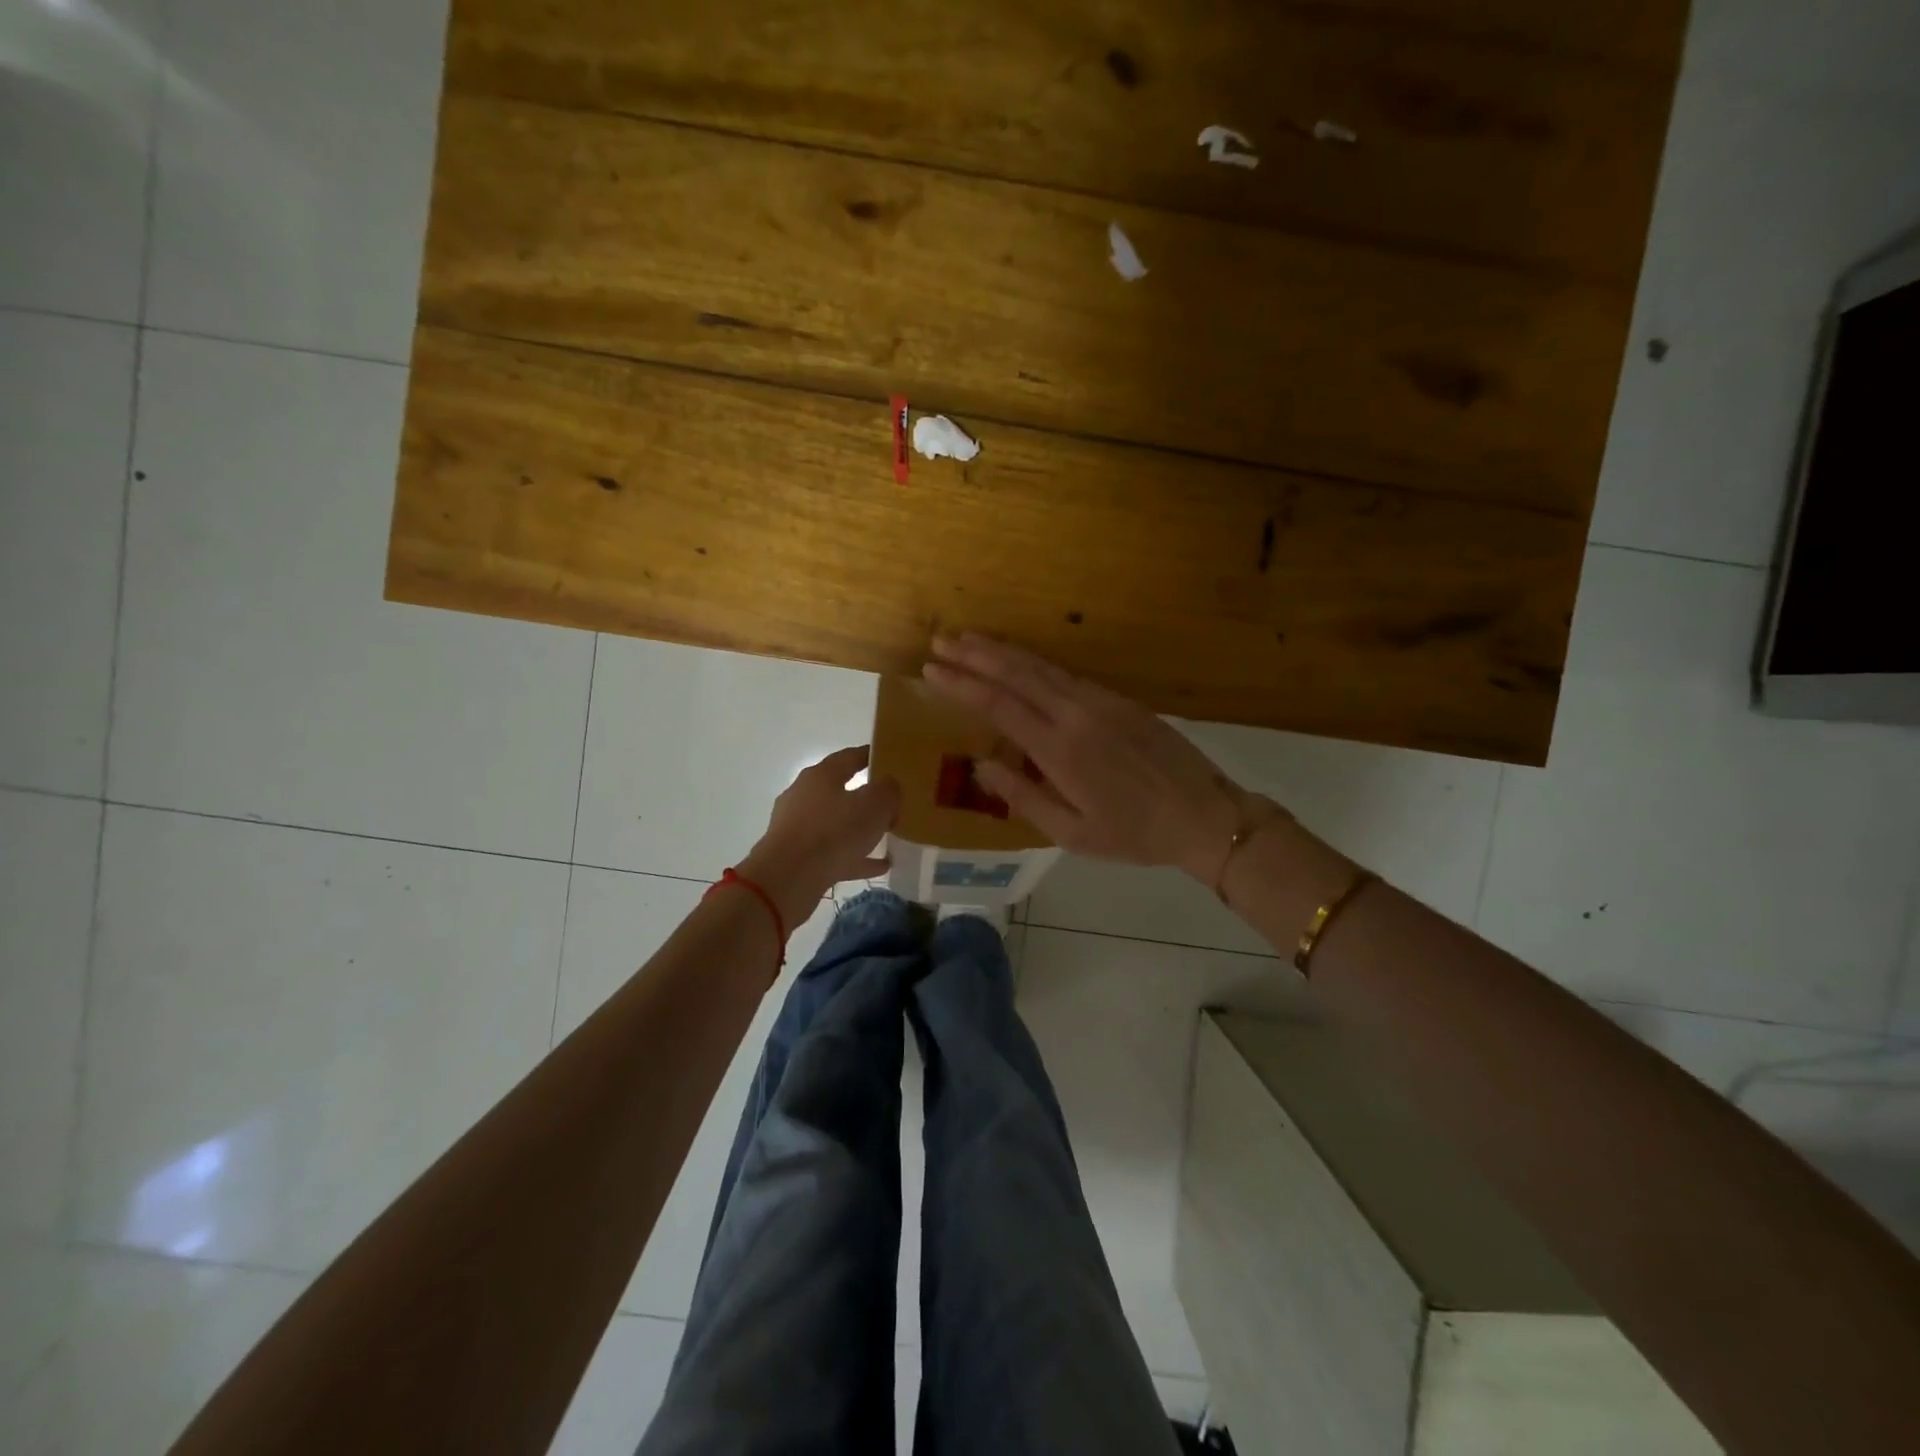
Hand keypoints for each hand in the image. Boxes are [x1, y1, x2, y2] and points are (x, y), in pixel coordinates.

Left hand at [739, 746, 900, 925]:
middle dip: (866, 796)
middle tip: (892, 802)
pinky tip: (879, 865)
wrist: (788, 879)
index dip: (871, 756)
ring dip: (861, 828)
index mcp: (821, 775)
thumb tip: (889, 786)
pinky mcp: (796, 856)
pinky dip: (855, 856)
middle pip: (840, 790)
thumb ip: (888, 791)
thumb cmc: (833, 833)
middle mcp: (805, 795)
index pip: (849, 757)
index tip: (889, 759)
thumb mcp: (874, 806)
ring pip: (836, 823)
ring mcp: (798, 827)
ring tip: (887, 835)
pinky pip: (833, 852)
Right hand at [922, 635, 1244, 882]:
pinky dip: (1036, 662)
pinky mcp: (1120, 699)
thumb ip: (1023, 797)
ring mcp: (1101, 701)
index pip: (998, 705)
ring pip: (1042, 666)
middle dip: (975, 655)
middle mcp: (1076, 714)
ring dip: (1003, 651)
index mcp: (1060, 749)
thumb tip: (981, 765)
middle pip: (1017, 673)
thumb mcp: (1072, 833)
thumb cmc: (1133, 834)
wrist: (1203, 815)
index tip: (931, 670)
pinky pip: (1068, 674)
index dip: (962, 684)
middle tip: (941, 641)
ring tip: (970, 639)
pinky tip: (1021, 661)